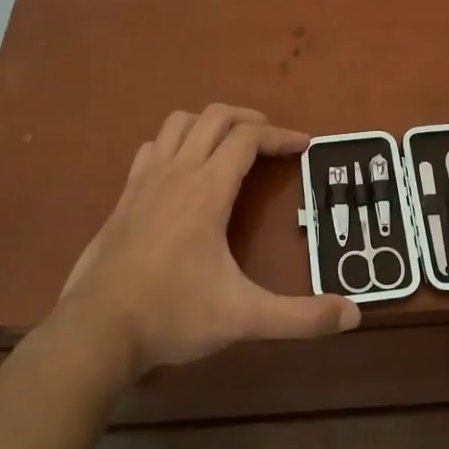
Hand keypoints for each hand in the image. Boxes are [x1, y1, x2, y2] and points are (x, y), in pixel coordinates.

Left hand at [56, 105, 359, 379]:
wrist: (95, 331)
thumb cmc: (172, 315)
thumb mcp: (244, 317)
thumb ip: (300, 317)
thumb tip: (353, 316)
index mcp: (207, 189)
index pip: (248, 138)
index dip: (281, 135)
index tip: (305, 145)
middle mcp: (176, 172)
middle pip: (214, 117)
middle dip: (249, 119)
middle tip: (272, 139)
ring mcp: (144, 181)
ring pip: (178, 123)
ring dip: (209, 123)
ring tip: (230, 144)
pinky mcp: (123, 198)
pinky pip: (152, 148)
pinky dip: (175, 143)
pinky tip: (183, 170)